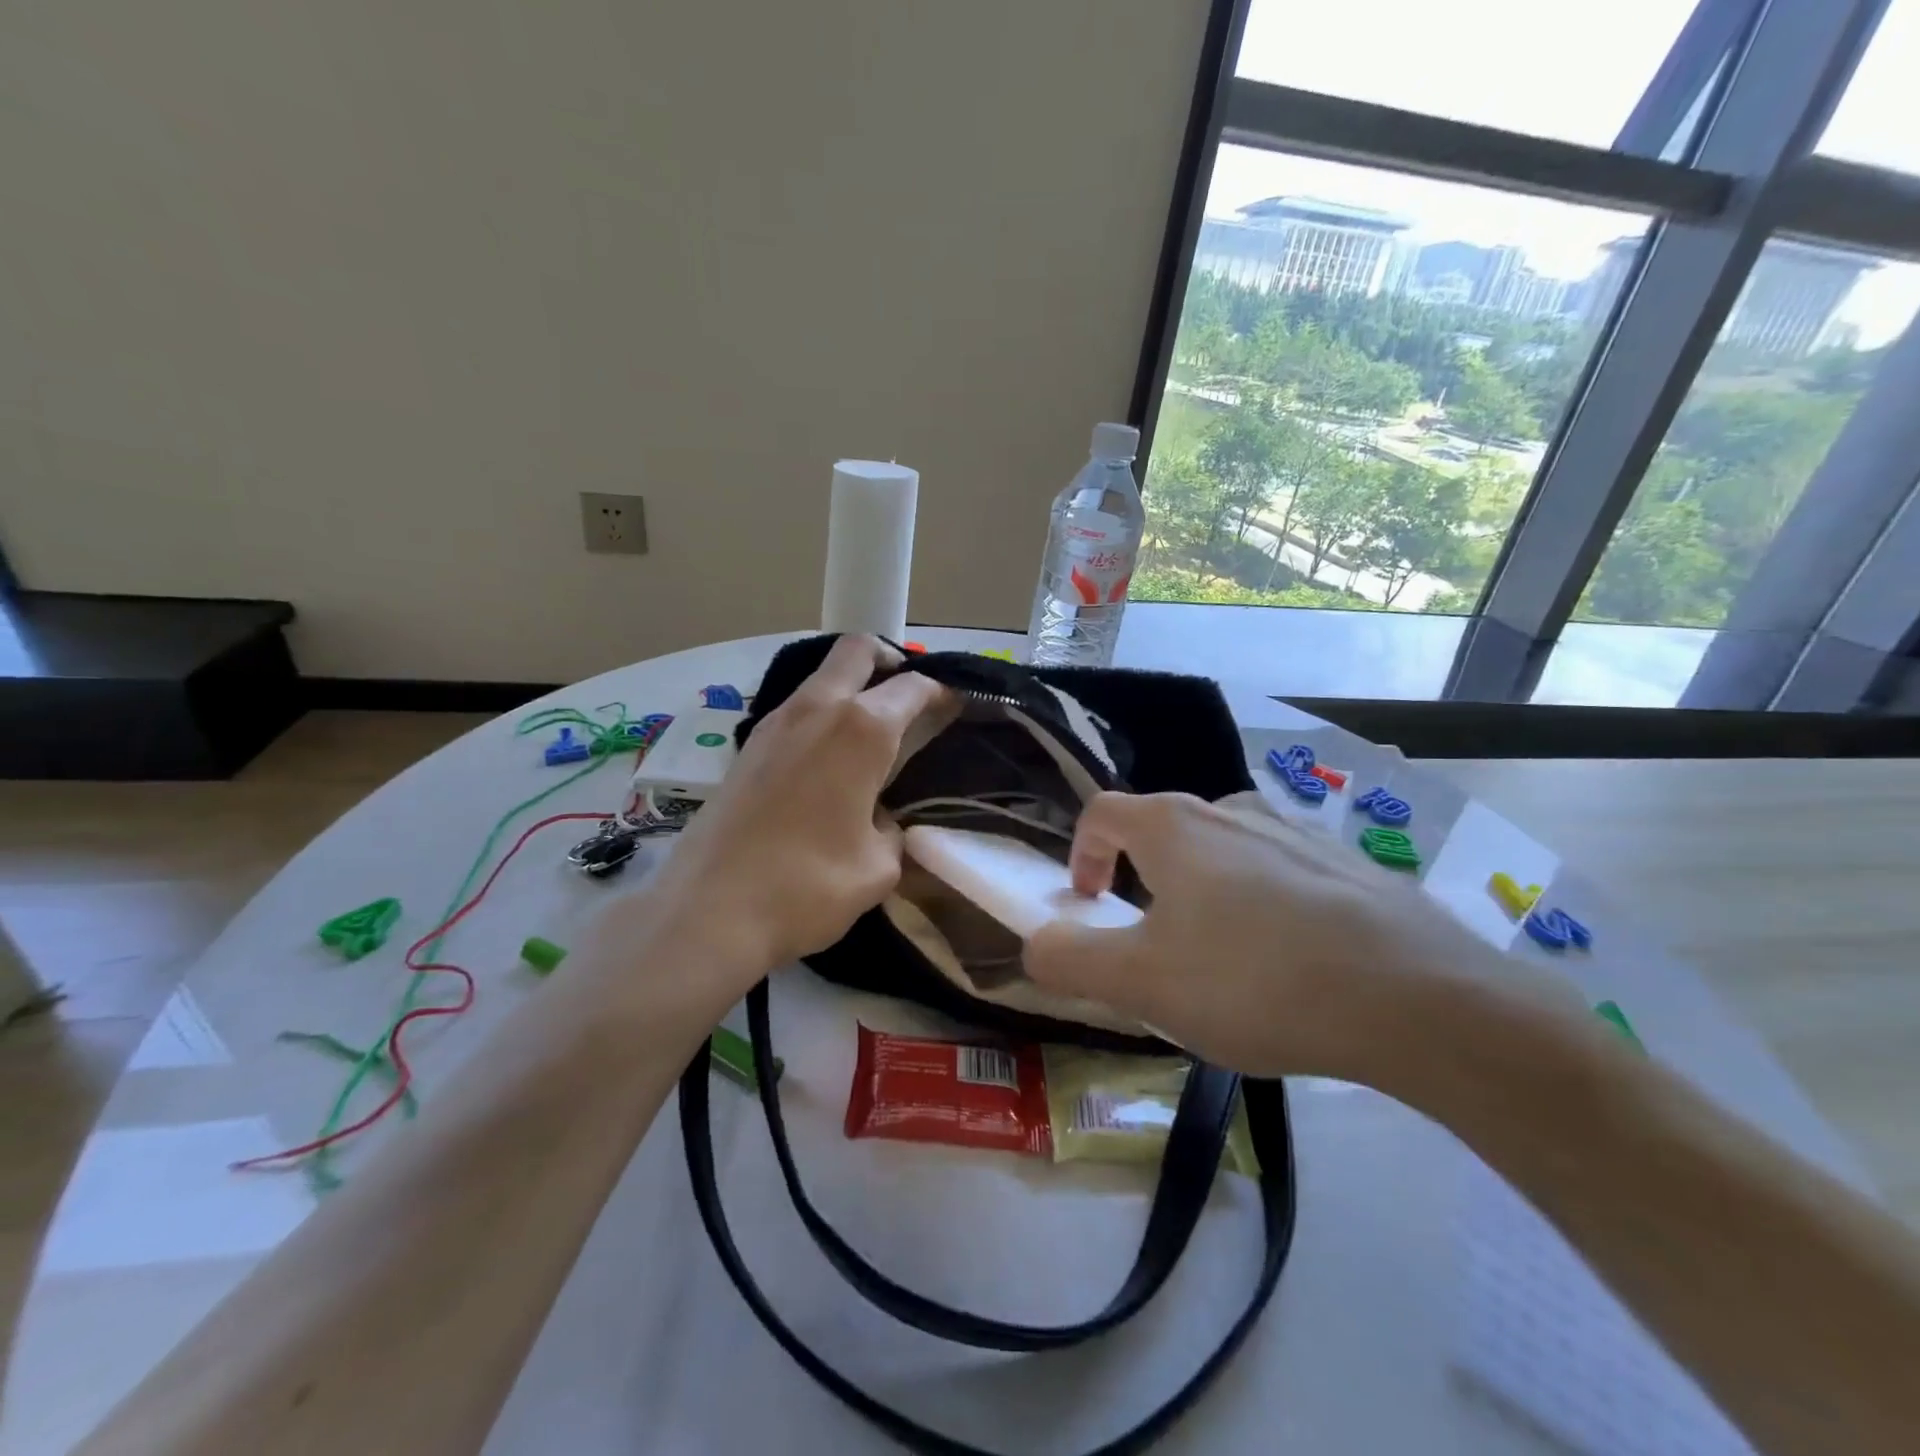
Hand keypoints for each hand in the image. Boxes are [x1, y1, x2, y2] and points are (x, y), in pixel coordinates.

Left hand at [624, 636, 952, 985]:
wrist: (709, 910)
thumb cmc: (808, 886)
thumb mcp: (878, 866)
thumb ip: (891, 829)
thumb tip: (877, 817)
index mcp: (861, 729)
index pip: (912, 686)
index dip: (941, 692)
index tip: (955, 705)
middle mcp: (817, 708)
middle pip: (858, 650)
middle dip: (890, 660)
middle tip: (908, 695)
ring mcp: (775, 722)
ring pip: (822, 677)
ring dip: (852, 687)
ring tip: (872, 732)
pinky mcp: (748, 746)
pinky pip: (797, 708)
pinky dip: (822, 714)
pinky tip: (829, 760)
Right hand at [1022, 791, 1515, 1084]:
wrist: (1416, 998)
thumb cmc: (1254, 979)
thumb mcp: (1141, 982)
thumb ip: (1070, 960)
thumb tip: (1034, 943)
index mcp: (1173, 826)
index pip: (1102, 813)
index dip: (1081, 854)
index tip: (1090, 904)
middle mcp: (1231, 810)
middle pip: (1163, 829)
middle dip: (1142, 879)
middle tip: (1153, 941)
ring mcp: (1296, 831)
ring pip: (1224, 850)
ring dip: (1203, 890)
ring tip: (1220, 956)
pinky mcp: (1348, 863)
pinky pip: (1281, 872)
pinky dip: (1263, 903)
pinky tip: (1290, 962)